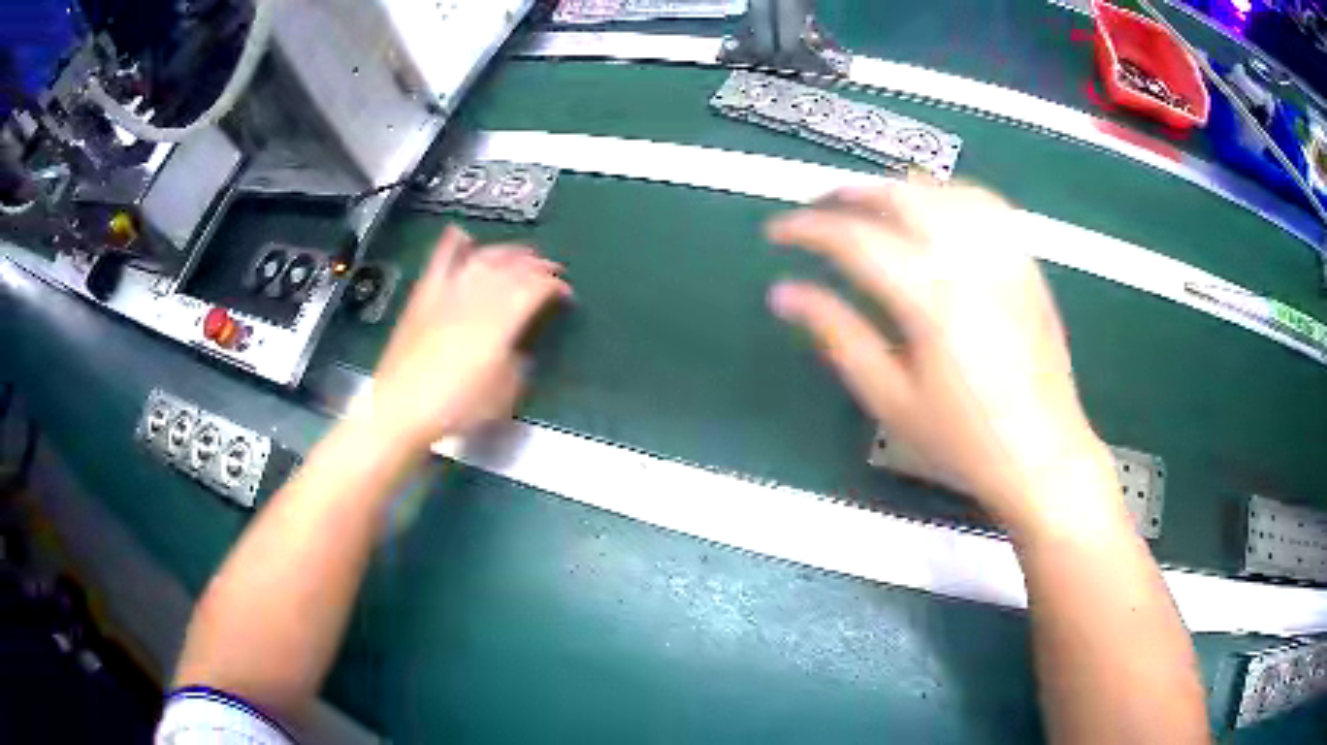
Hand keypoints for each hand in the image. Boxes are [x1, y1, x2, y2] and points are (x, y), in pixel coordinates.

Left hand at [366, 225, 570, 448]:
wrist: (400, 407)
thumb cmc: (455, 407)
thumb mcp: (502, 396)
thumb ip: (517, 366)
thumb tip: (519, 349)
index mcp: (500, 322)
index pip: (535, 289)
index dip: (554, 286)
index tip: (566, 293)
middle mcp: (476, 298)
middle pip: (513, 268)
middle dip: (537, 265)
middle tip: (551, 269)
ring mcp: (448, 292)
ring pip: (483, 258)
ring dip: (506, 251)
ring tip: (520, 253)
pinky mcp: (424, 296)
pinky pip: (440, 261)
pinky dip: (452, 244)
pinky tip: (461, 235)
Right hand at [767, 180, 1118, 532]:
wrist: (1043, 455)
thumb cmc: (963, 441)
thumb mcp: (890, 399)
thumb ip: (837, 335)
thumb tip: (783, 293)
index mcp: (931, 299)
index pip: (856, 239)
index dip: (807, 229)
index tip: (776, 233)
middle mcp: (970, 261)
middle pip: (900, 196)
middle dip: (849, 194)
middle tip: (818, 210)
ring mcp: (1005, 257)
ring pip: (943, 190)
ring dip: (897, 189)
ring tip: (868, 207)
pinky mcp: (1026, 264)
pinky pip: (985, 204)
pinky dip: (948, 194)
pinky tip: (934, 210)